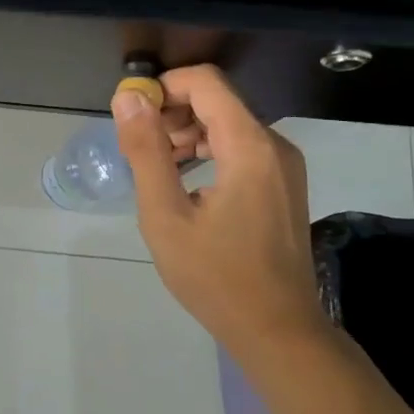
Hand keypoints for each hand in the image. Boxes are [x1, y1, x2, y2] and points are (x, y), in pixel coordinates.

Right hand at [111, 66, 328, 353]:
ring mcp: (284, 166)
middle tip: (140, 150)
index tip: (132, 117)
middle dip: (172, 113)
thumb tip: (129, 98)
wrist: (278, 330)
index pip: (205, 82)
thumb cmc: (215, 276)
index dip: (163, 87)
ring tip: (158, 169)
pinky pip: (242, 147)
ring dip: (187, 134)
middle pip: (217, 100)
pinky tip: (185, 184)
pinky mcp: (284, 184)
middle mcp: (274, 145)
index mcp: (249, 146)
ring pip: (229, 124)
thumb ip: (146, 151)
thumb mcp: (165, 215)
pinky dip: (208, 151)